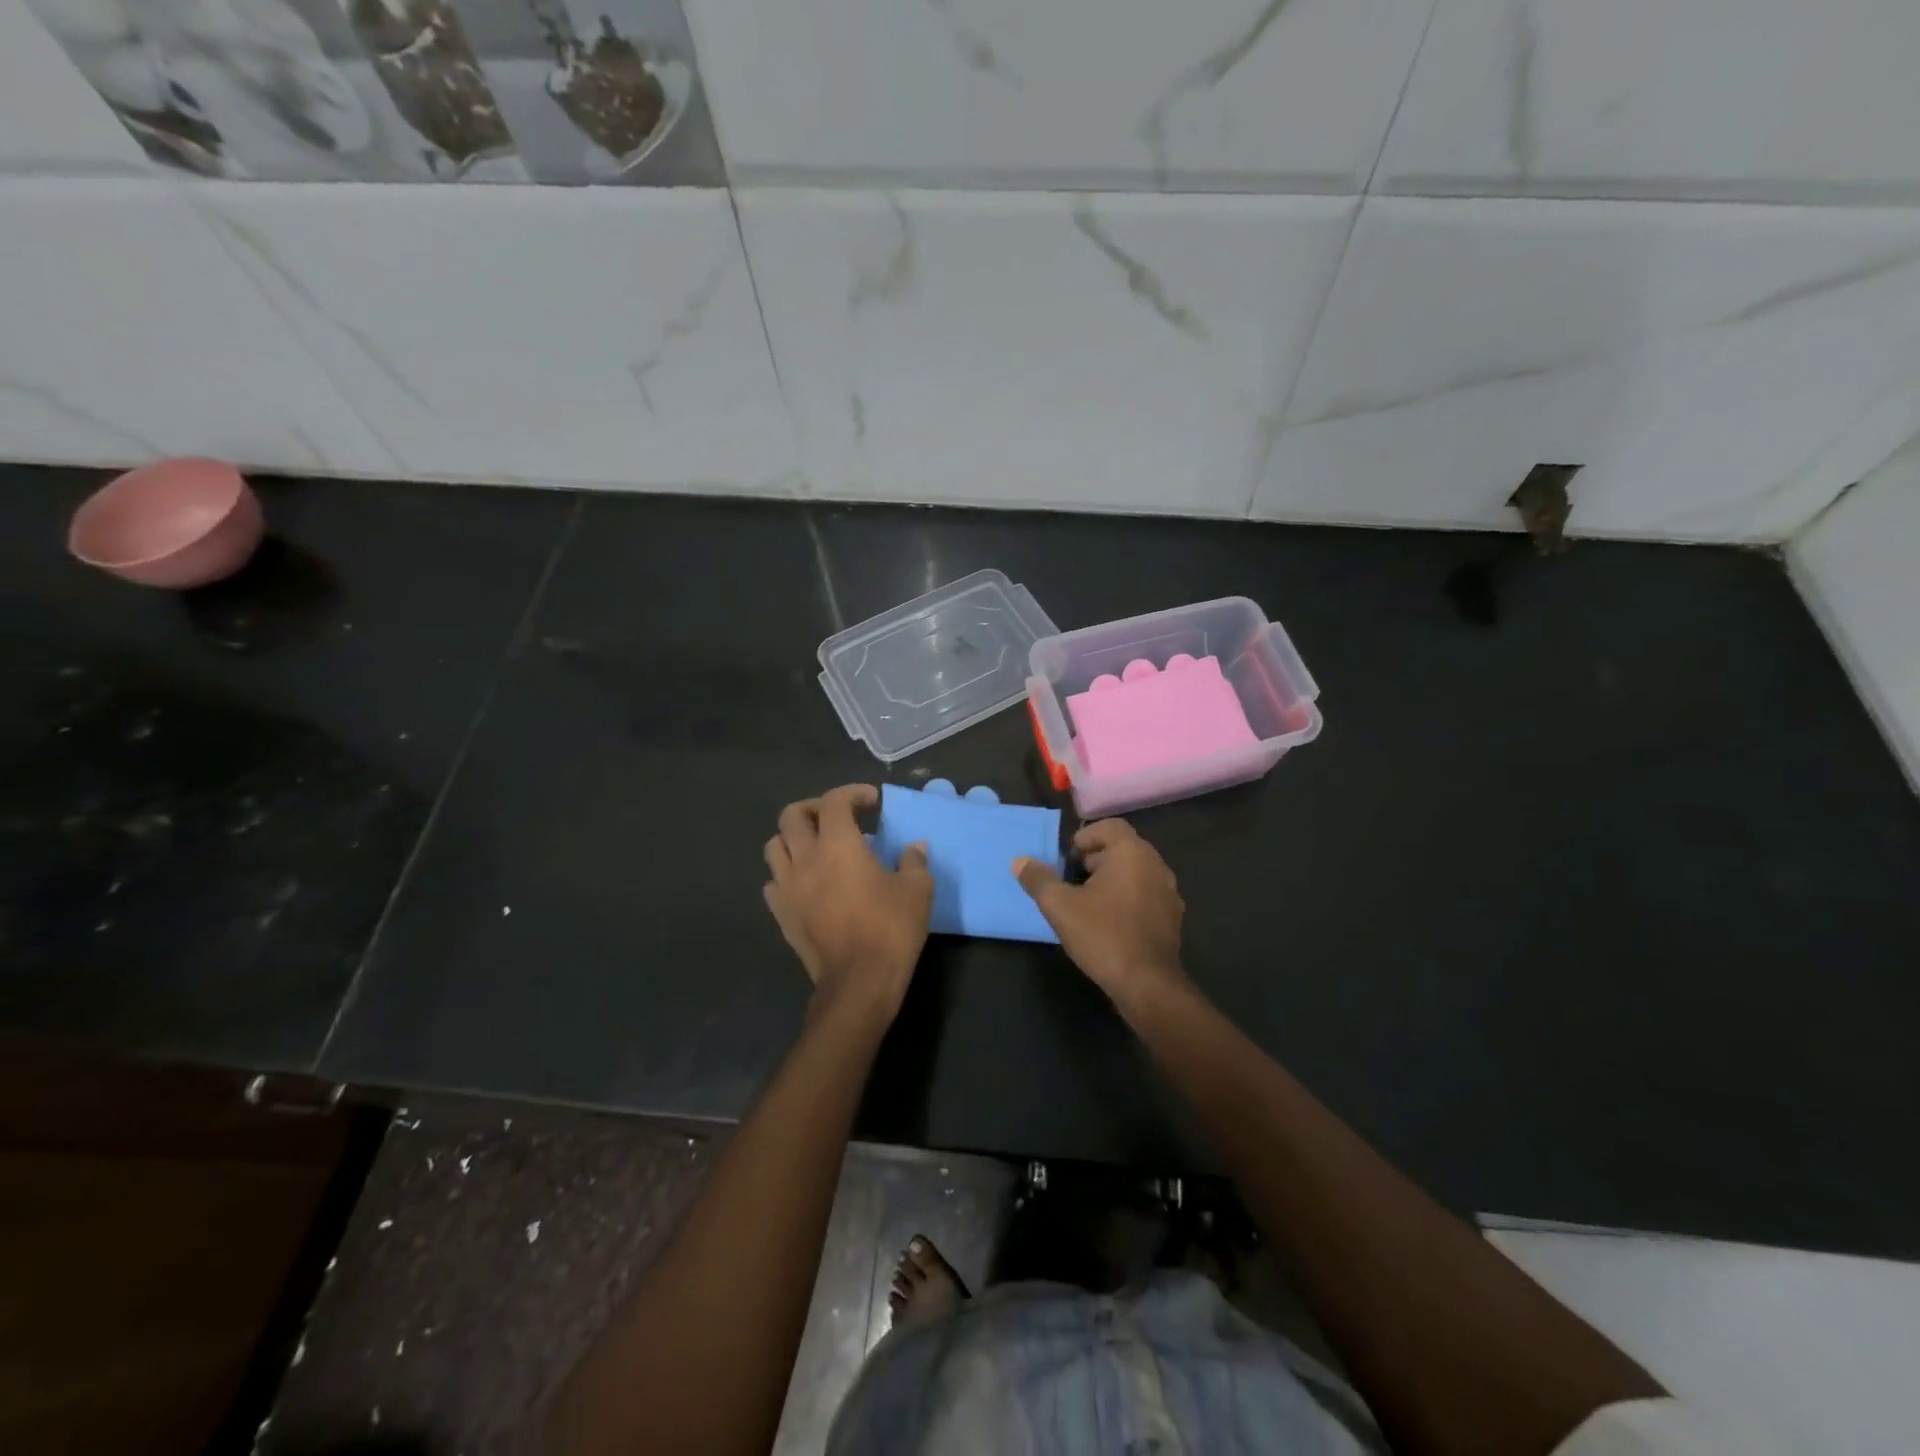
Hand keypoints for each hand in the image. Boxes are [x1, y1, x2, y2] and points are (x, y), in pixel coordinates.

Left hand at [763, 784, 932, 1020]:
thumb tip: (914, 848)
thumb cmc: (890, 929)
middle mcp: (806, 858)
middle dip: (815, 808)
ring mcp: (787, 887)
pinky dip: (786, 873)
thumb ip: (914, 862)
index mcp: (838, 845)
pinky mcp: (780, 914)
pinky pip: (773, 881)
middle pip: (792, 815)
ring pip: (774, 845)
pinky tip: (806, 882)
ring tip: (816, 847)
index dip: (852, 793)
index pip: (834, 801)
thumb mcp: (917, 890)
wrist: (858, 981)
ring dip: (794, 838)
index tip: (872, 801)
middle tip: (838, 818)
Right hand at [1015, 819, 1185, 1005]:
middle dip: (1093, 860)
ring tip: (1087, 904)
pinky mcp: (1172, 917)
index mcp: (1132, 853)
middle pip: (1121, 848)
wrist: (1147, 984)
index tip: (1066, 862)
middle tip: (1071, 883)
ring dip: (1110, 880)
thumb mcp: (1060, 906)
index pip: (1109, 826)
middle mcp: (1156, 865)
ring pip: (1134, 872)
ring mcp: (1169, 891)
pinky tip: (1109, 923)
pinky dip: (1126, 899)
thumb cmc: (1102, 935)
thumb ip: (1038, 879)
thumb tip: (1020, 861)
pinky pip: (1145, 894)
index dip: (1084, 838)